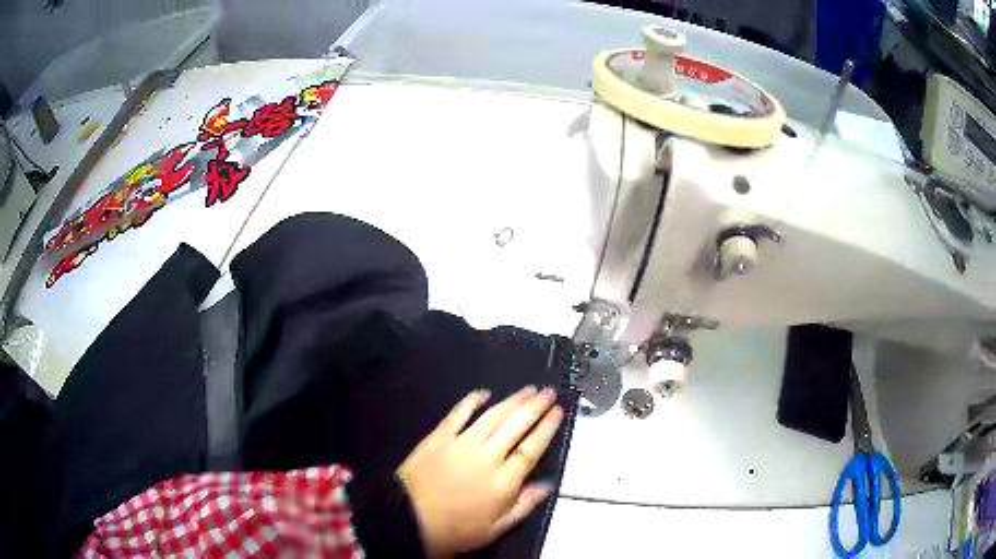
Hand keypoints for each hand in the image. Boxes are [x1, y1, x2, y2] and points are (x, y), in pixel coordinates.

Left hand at [397, 386, 564, 556]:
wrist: (407, 519)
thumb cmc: (455, 529)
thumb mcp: (495, 528)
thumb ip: (524, 506)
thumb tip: (547, 486)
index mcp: (503, 481)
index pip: (532, 448)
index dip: (547, 427)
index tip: (558, 411)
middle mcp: (487, 456)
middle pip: (517, 425)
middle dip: (536, 406)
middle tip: (548, 392)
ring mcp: (461, 443)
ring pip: (493, 416)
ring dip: (512, 400)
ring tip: (528, 389)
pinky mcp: (439, 437)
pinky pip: (458, 414)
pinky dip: (471, 401)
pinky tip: (483, 392)